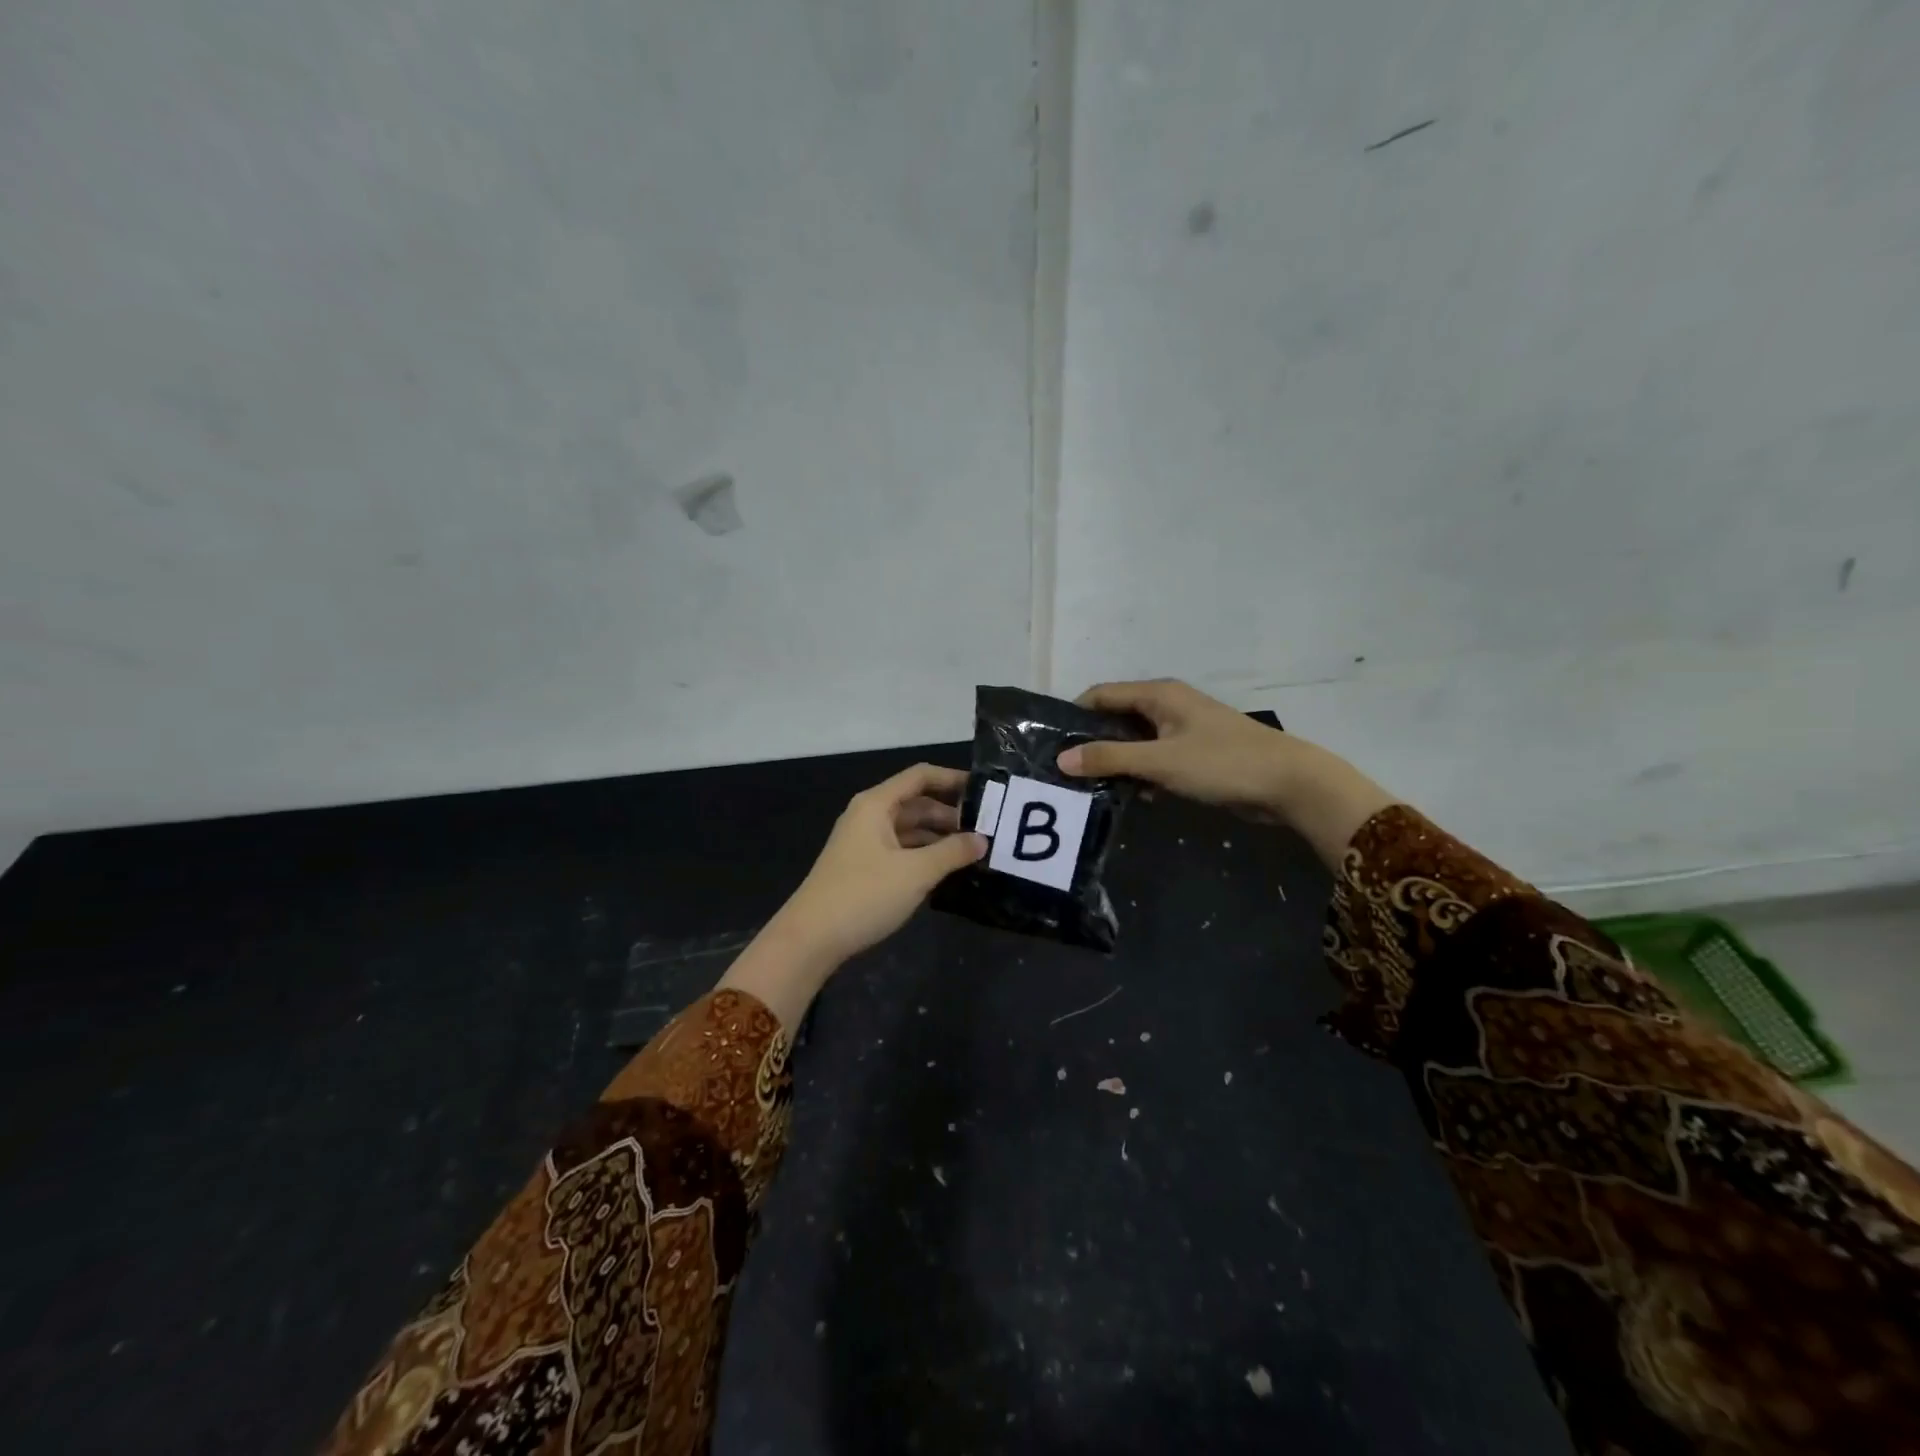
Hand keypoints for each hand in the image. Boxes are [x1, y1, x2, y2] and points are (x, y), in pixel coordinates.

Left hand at [720, 764, 985, 1025]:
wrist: (811, 939)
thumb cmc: (864, 895)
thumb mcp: (915, 872)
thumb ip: (952, 852)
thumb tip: (982, 840)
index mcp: (877, 804)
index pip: (920, 776)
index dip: (953, 779)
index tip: (986, 791)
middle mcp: (869, 816)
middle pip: (917, 803)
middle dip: (951, 813)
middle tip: (988, 829)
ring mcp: (865, 842)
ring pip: (910, 829)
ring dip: (939, 837)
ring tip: (974, 851)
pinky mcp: (864, 867)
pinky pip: (902, 850)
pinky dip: (924, 855)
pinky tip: (947, 870)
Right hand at [1056, 680, 1299, 820]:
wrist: (1289, 783)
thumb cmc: (1222, 763)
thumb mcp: (1160, 761)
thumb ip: (1110, 758)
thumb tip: (1062, 759)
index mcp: (1159, 694)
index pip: (1101, 695)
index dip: (1074, 715)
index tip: (1051, 743)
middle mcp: (1168, 704)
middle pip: (1117, 717)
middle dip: (1092, 741)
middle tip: (1066, 770)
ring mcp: (1183, 729)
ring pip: (1136, 740)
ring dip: (1116, 760)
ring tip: (1089, 786)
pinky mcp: (1195, 753)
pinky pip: (1155, 757)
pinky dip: (1140, 771)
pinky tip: (1130, 794)